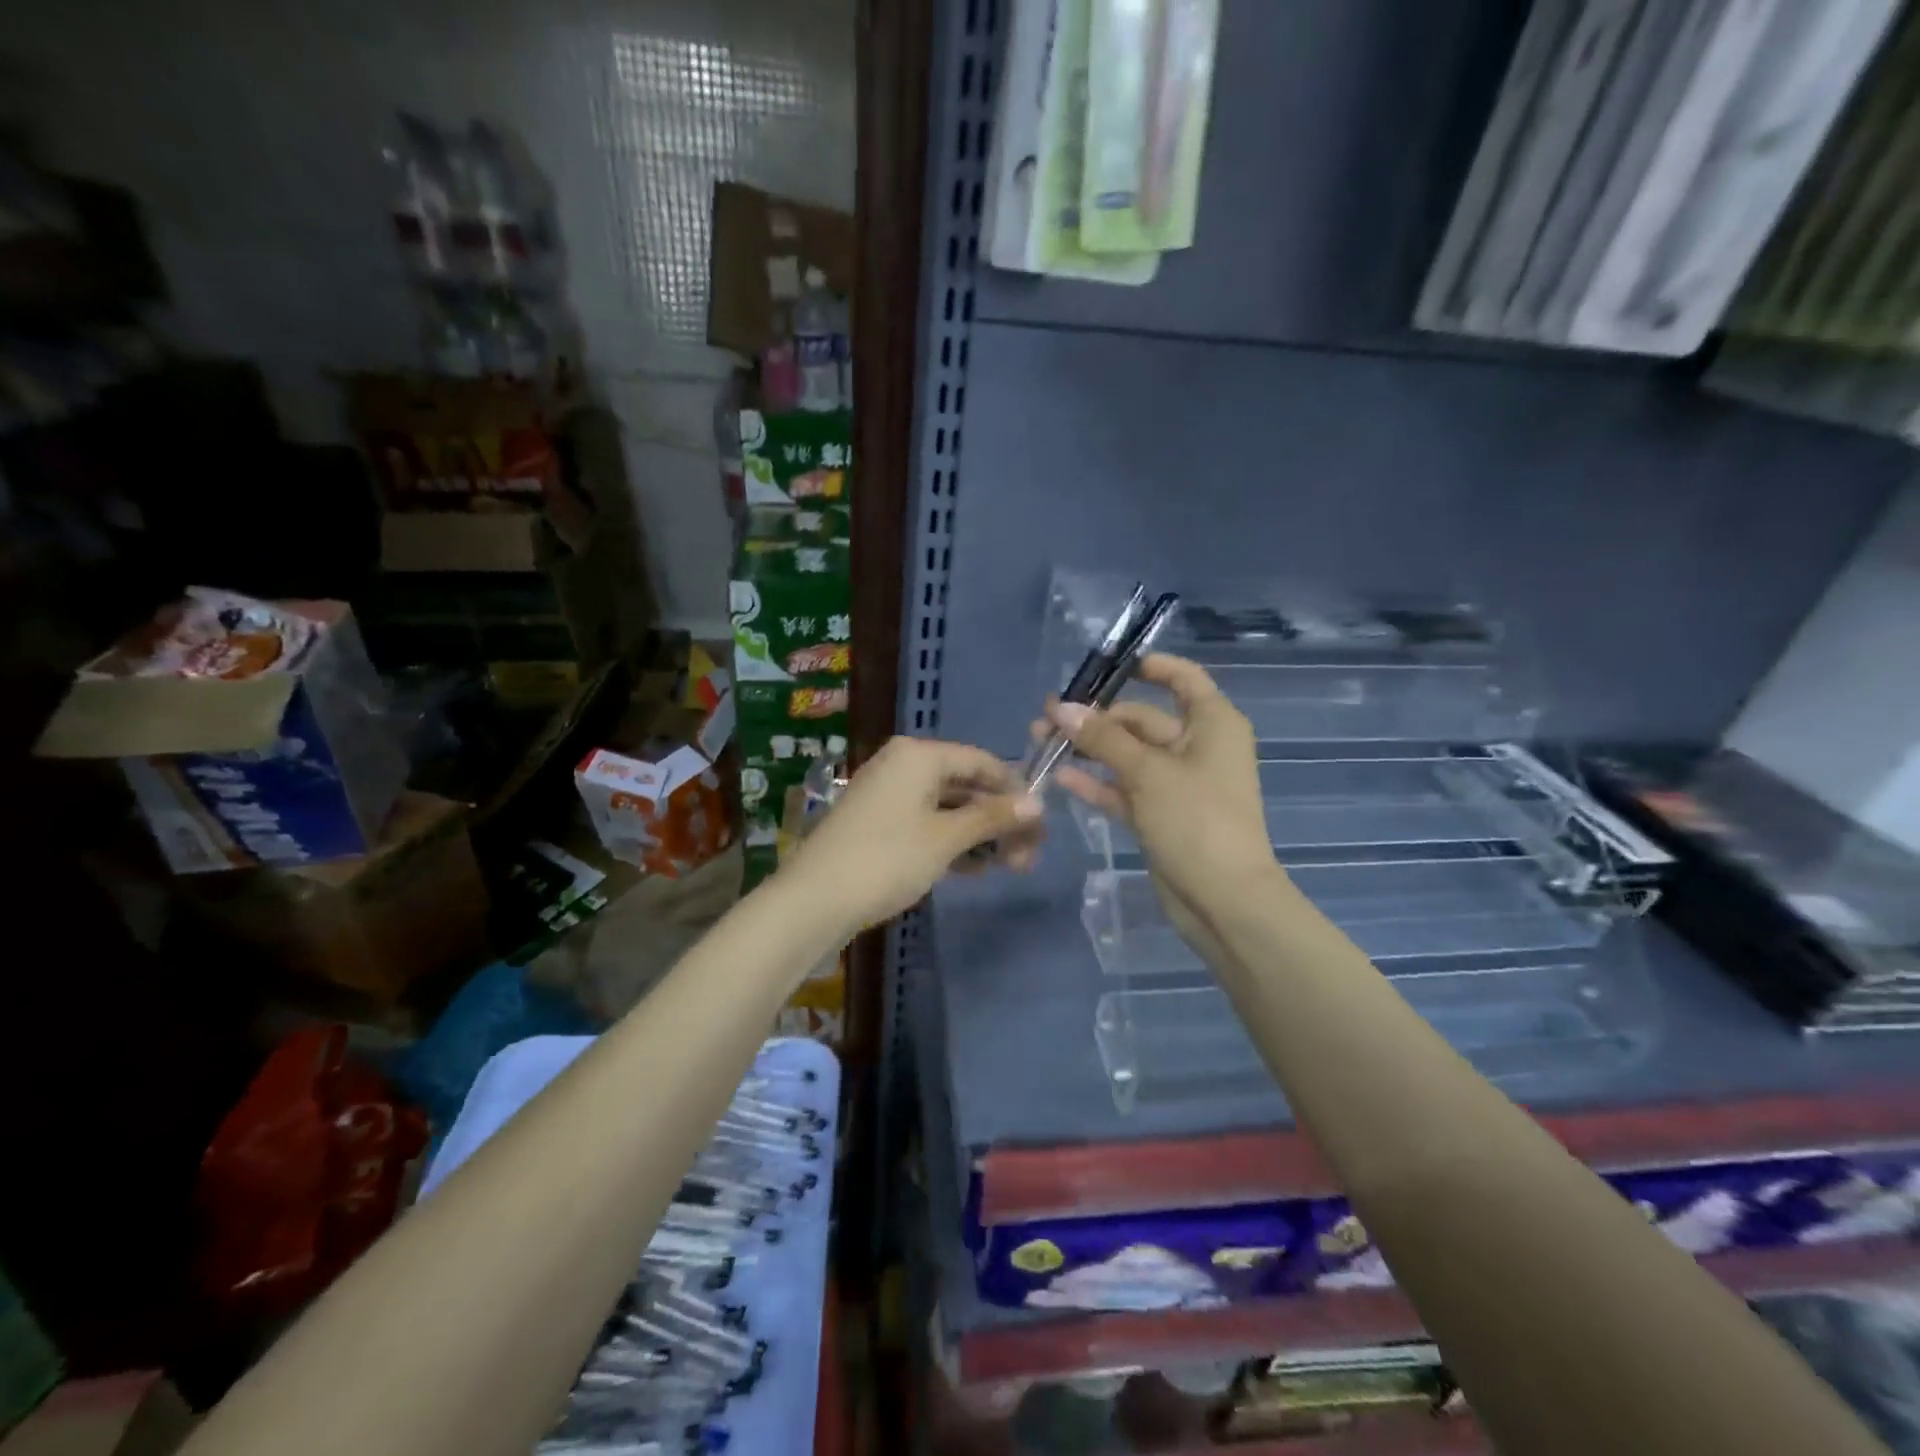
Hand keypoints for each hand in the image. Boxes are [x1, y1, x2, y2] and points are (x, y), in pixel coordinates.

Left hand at [782, 736, 1042, 931]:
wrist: (814, 899)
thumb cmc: (887, 859)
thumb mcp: (946, 838)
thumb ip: (993, 817)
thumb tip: (1038, 802)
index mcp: (919, 755)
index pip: (982, 761)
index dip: (1015, 790)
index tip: (1040, 826)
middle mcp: (903, 764)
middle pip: (966, 785)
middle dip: (999, 820)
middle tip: (1027, 858)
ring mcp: (888, 793)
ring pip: (947, 807)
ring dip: (979, 835)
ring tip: (1007, 868)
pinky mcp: (878, 821)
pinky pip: (926, 822)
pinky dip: (951, 841)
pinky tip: (973, 869)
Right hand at [1039, 654, 1279, 937]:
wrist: (1223, 900)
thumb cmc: (1197, 820)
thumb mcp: (1147, 771)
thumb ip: (1103, 738)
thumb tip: (1060, 707)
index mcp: (1212, 724)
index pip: (1183, 678)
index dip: (1149, 667)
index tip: (1107, 667)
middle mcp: (1196, 747)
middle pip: (1142, 719)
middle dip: (1096, 717)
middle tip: (1047, 718)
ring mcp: (1177, 784)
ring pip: (1127, 756)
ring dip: (1089, 749)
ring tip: (1041, 741)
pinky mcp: (1160, 816)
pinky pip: (1124, 789)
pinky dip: (1097, 783)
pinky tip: (1060, 776)